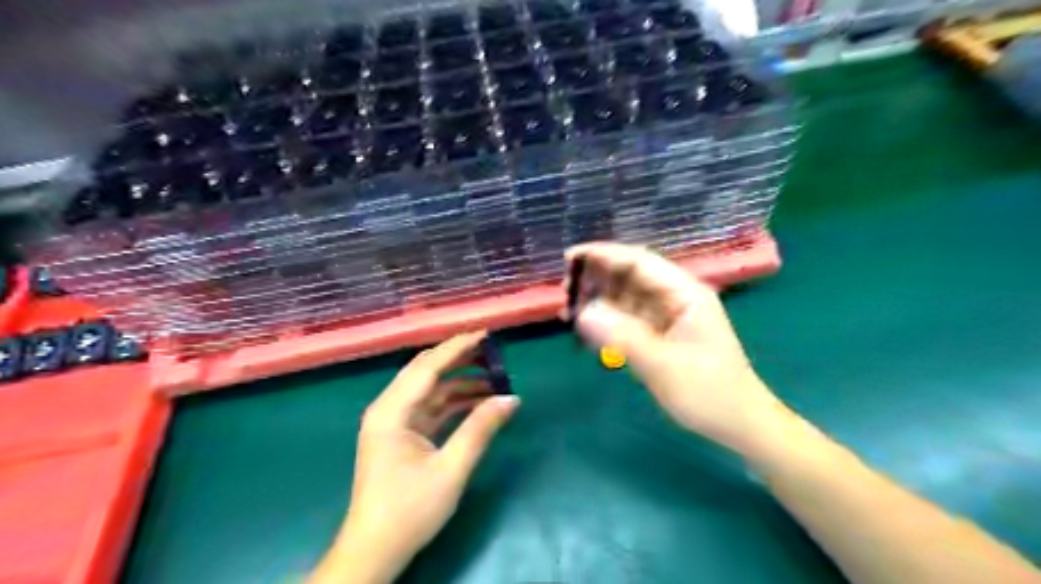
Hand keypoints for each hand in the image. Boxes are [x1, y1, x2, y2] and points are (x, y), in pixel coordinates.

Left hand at [307, 333, 520, 583]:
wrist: (375, 551)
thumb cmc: (409, 509)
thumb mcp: (451, 468)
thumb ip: (481, 429)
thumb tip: (511, 398)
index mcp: (391, 411)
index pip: (428, 367)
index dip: (457, 347)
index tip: (485, 334)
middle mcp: (389, 409)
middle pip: (426, 372)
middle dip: (459, 359)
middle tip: (492, 352)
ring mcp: (394, 423)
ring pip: (430, 390)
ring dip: (460, 383)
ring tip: (494, 378)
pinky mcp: (402, 436)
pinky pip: (431, 408)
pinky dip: (454, 403)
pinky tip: (478, 402)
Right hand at [568, 242, 781, 455]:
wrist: (739, 425)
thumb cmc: (710, 394)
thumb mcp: (664, 366)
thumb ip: (622, 337)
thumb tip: (582, 313)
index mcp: (685, 294)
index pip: (639, 261)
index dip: (603, 255)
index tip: (569, 258)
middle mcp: (676, 298)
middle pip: (630, 276)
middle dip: (597, 278)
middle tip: (564, 292)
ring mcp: (668, 317)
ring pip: (627, 298)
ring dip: (599, 300)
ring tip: (568, 312)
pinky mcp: (661, 335)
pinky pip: (629, 319)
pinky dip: (607, 321)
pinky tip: (587, 329)